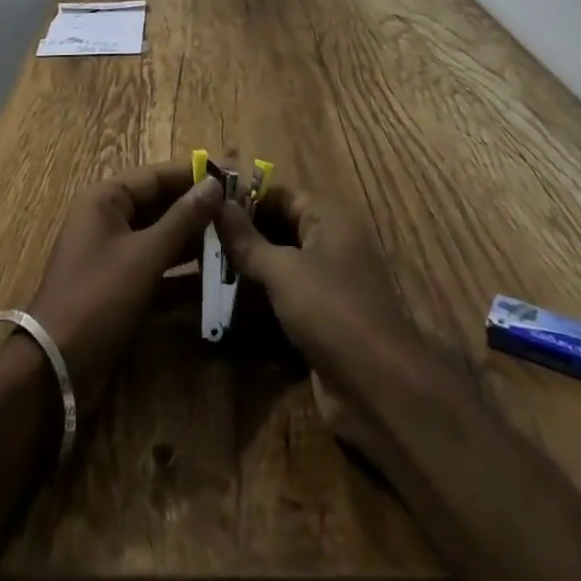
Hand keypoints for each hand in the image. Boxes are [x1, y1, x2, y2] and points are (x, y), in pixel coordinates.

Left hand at [24, 160, 223, 411]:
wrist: (55, 369)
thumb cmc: (98, 298)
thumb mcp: (144, 255)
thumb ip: (182, 219)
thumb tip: (215, 184)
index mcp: (106, 199)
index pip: (157, 175)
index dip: (196, 173)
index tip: (234, 172)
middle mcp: (108, 219)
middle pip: (160, 204)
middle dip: (198, 207)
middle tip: (241, 208)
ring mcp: (113, 254)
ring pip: (161, 236)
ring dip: (194, 238)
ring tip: (236, 237)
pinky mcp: (120, 287)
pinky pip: (157, 267)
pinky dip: (182, 271)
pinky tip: (216, 276)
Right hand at [214, 185, 429, 457]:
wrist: (380, 387)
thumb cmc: (332, 312)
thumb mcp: (283, 271)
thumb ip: (247, 239)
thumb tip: (216, 202)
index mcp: (328, 217)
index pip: (278, 194)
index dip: (243, 198)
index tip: (205, 207)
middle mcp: (331, 240)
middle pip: (280, 225)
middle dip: (243, 233)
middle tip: (200, 240)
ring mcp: (330, 279)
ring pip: (282, 261)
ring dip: (249, 266)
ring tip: (206, 269)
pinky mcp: (325, 315)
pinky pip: (288, 293)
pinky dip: (263, 295)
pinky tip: (229, 302)